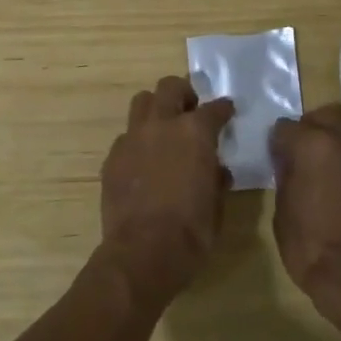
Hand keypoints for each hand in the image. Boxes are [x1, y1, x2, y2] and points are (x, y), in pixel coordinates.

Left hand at [99, 76, 234, 307]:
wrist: (143, 252)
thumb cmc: (191, 231)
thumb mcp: (217, 205)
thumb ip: (216, 178)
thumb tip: (216, 169)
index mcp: (195, 132)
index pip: (215, 108)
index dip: (224, 109)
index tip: (227, 111)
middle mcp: (162, 124)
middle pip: (170, 87)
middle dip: (184, 93)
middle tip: (191, 110)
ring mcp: (133, 138)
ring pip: (142, 102)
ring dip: (156, 108)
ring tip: (164, 127)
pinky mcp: (113, 157)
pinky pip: (126, 135)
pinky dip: (138, 140)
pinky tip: (144, 161)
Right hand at [270, 103, 340, 312]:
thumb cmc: (310, 247)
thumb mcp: (282, 210)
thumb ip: (287, 175)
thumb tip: (290, 162)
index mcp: (314, 144)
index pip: (287, 126)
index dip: (278, 142)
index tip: (277, 157)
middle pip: (327, 115)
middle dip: (313, 127)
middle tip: (303, 151)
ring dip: (338, 141)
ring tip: (327, 167)